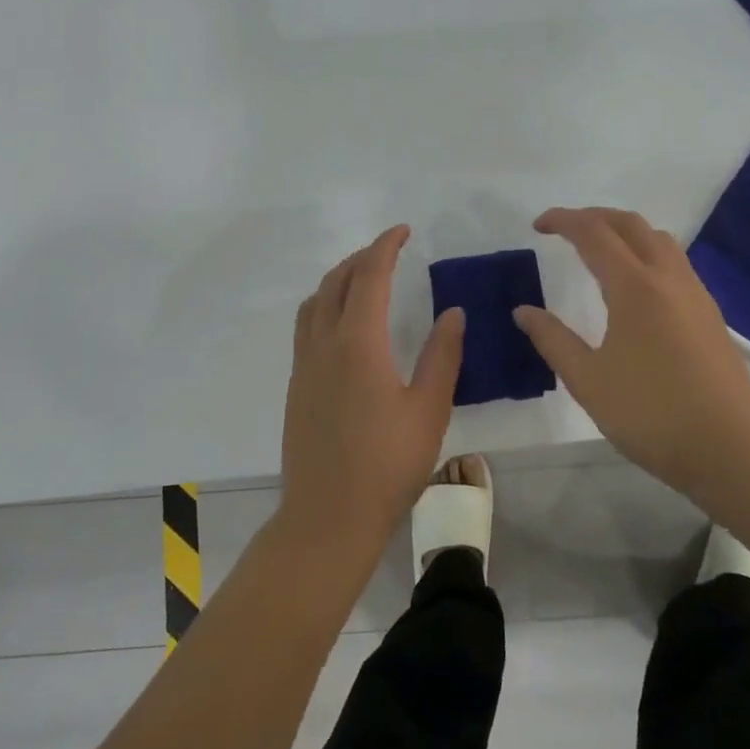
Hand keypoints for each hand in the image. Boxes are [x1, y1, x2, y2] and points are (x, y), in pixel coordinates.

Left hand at [279, 226, 465, 552]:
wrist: (328, 517)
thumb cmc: (387, 465)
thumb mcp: (429, 410)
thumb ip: (442, 355)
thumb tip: (452, 312)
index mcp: (358, 342)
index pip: (369, 276)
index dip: (385, 246)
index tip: (403, 231)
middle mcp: (324, 343)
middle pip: (336, 281)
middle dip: (361, 257)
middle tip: (389, 251)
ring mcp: (304, 365)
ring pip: (315, 301)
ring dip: (338, 279)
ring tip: (365, 279)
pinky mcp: (297, 386)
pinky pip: (307, 325)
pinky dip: (326, 304)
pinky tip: (346, 326)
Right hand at [514, 207, 749, 499]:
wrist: (730, 450)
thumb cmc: (651, 414)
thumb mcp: (588, 380)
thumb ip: (553, 339)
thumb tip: (524, 312)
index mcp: (634, 287)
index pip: (594, 233)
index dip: (563, 221)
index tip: (538, 226)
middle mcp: (667, 278)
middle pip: (630, 224)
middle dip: (594, 217)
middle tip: (565, 230)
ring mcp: (695, 294)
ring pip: (659, 240)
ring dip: (625, 232)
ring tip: (600, 250)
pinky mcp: (710, 314)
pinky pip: (675, 263)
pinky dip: (646, 253)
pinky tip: (634, 286)